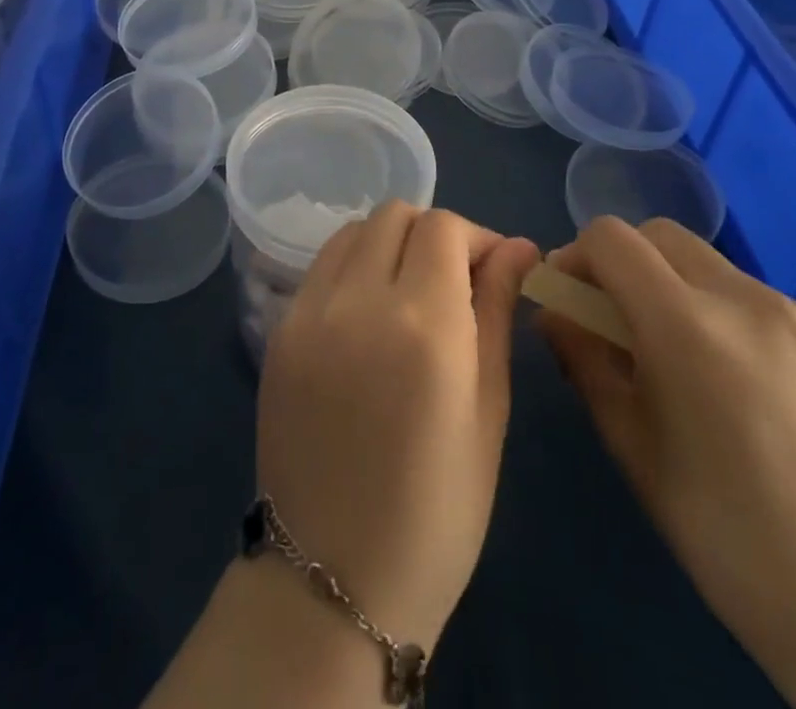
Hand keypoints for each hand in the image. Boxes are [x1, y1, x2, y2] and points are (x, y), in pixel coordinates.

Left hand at [256, 203, 540, 651]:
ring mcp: (308, 312)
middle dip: (434, 233)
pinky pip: (322, 267)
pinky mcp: (277, 330)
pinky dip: (353, 267)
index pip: (445, 227)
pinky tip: (369, 315)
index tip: (495, 271)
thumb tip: (518, 247)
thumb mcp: (488, 412)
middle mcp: (359, 300)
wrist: (330, 581)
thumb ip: (497, 312)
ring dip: (390, 243)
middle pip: (396, 215)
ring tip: (410, 293)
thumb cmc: (436, 513)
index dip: (477, 237)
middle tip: (455, 282)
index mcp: (424, 324)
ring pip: (354, 231)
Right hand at [540, 217, 795, 708]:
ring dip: (685, 295)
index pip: (613, 238)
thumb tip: (554, 311)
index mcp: (688, 327)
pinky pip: (771, 307)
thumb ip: (584, 360)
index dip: (579, 256)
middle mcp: (750, 300)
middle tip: (622, 322)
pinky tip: (758, 392)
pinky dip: (741, 325)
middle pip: (664, 235)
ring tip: (696, 366)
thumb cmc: (725, 536)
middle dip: (628, 263)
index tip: (572, 298)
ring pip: (718, 271)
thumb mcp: (631, 446)